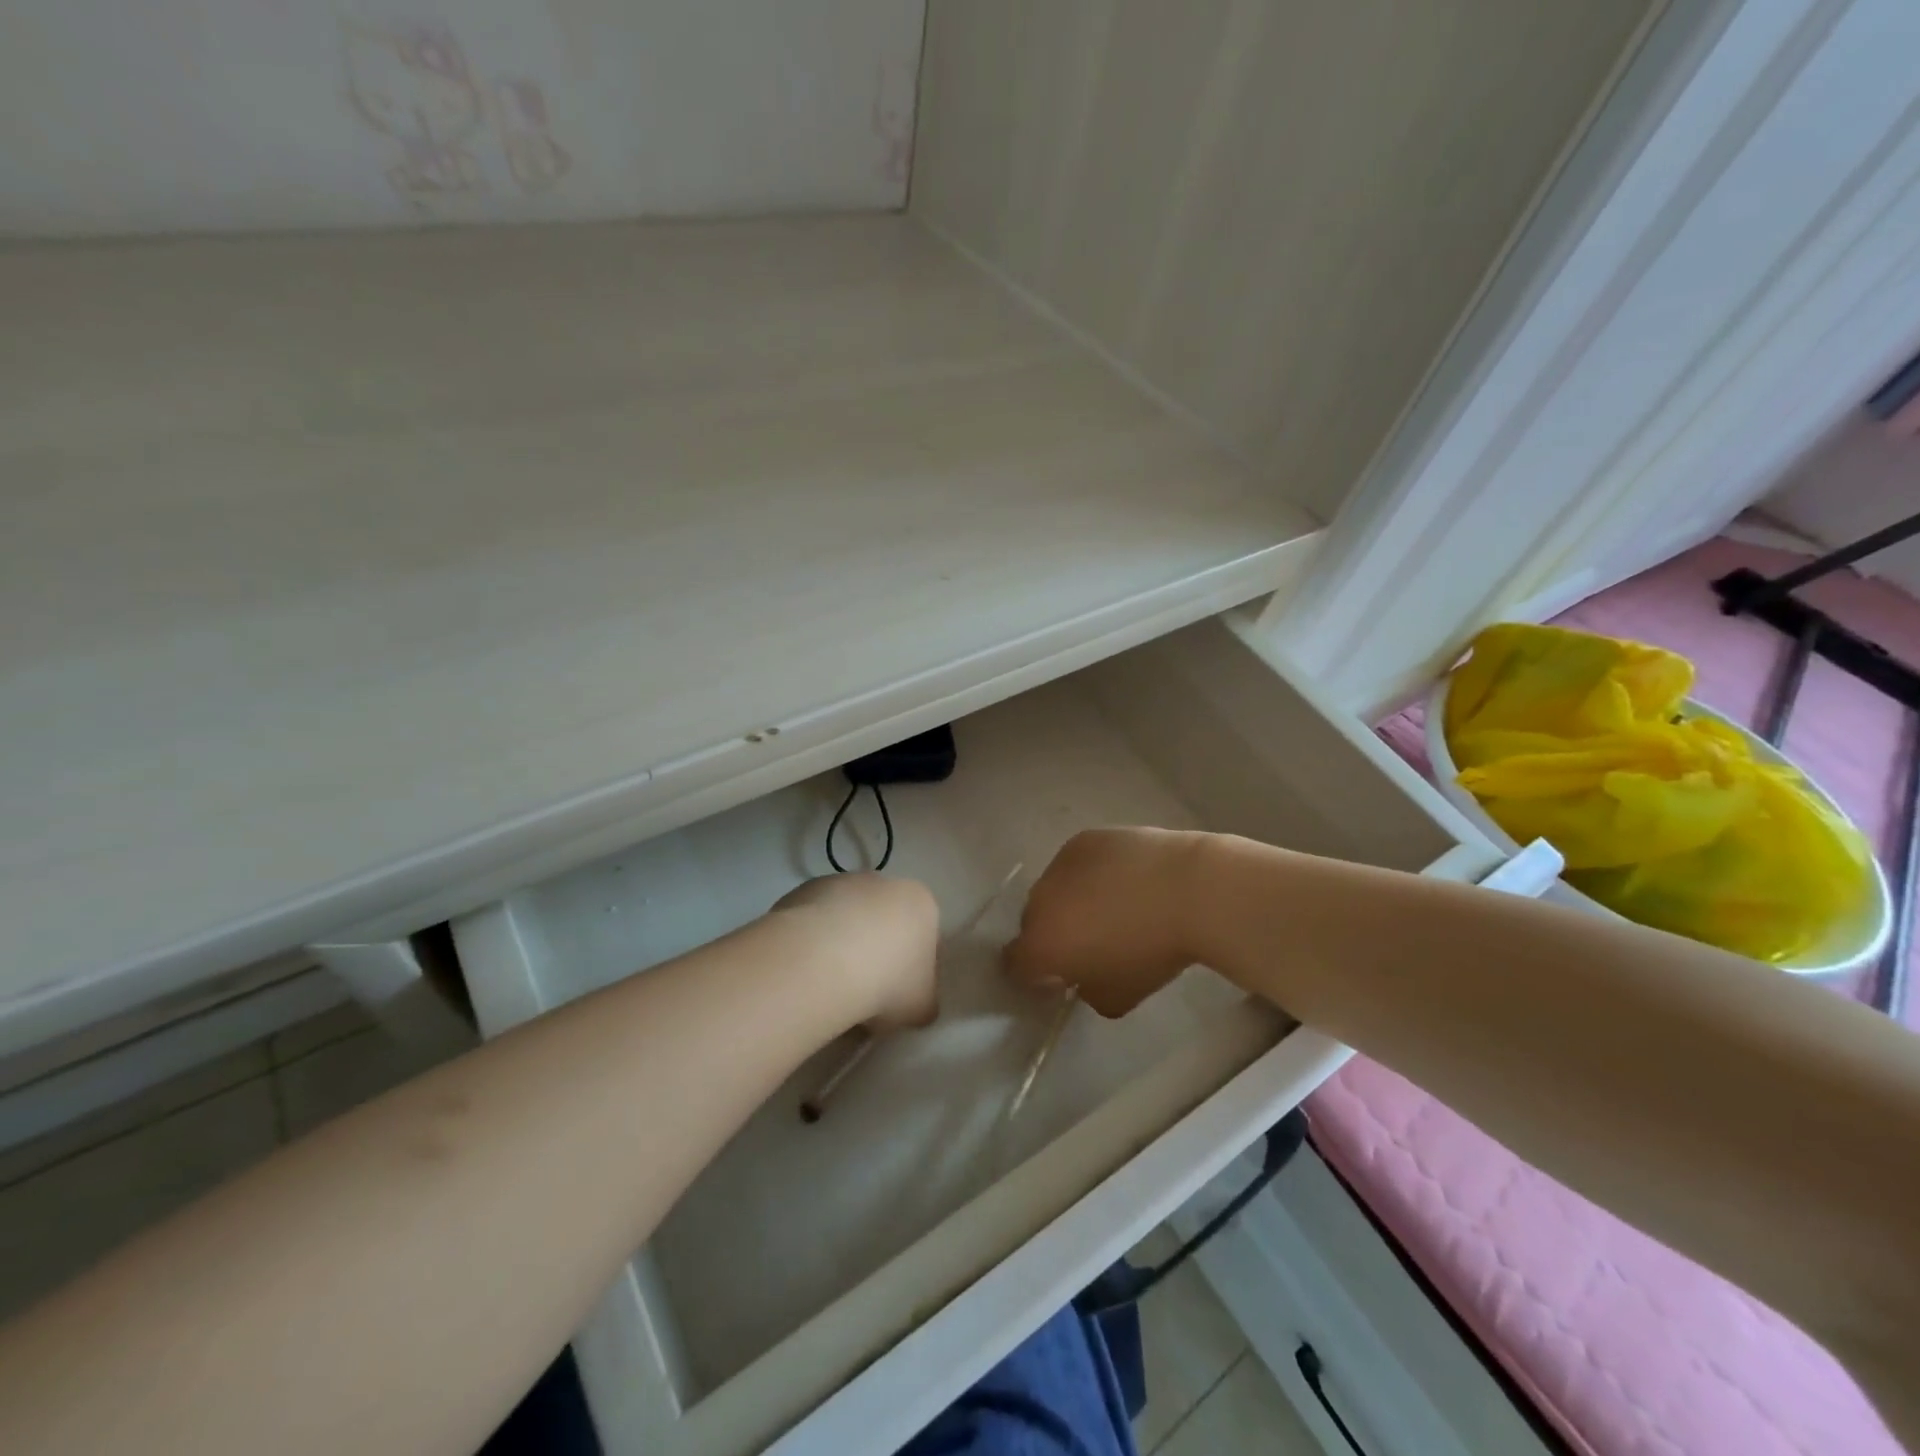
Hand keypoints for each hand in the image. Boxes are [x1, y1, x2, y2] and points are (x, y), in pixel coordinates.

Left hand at [770, 874, 939, 1028]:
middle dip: (875, 953)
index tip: (896, 997)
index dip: (910, 971)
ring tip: (828, 986)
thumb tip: (911, 1005)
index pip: (923, 937)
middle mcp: (884, 882)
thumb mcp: (921, 1008)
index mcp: (921, 903)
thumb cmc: (887, 982)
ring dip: (841, 946)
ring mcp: (840, 882)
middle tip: (863, 993)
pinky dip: (811, 944)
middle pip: (883, 922)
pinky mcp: (802, 891)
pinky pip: (813, 923)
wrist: (822, 962)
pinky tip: (806, 972)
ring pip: (846, 920)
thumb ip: (923, 1002)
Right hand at [1004, 828, 1205, 1016]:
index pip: (1015, 964)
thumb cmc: (1152, 951)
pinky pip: (1076, 863)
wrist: (1186, 889)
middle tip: (1089, 942)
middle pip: (1032, 923)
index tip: (1061, 977)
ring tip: (1111, 906)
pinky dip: (1089, 873)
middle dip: (1053, 934)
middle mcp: (1039, 901)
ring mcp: (1059, 864)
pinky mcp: (1083, 840)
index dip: (1034, 974)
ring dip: (1070, 901)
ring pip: (1054, 888)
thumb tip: (1083, 978)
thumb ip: (1088, 994)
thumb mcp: (1118, 998)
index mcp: (1041, 944)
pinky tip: (1123, 879)